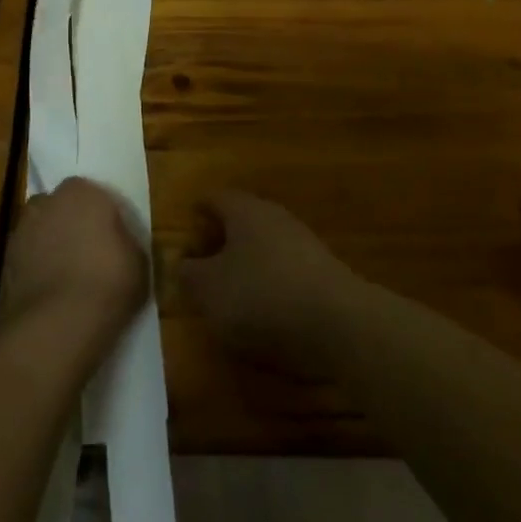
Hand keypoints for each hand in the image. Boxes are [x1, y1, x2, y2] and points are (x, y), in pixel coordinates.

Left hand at [0, 177, 148, 356]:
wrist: (56, 326)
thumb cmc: (107, 283)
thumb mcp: (139, 262)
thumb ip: (126, 242)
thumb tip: (118, 244)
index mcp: (82, 192)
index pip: (92, 193)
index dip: (100, 215)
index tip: (111, 237)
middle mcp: (47, 202)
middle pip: (60, 207)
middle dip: (70, 223)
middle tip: (88, 251)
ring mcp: (21, 231)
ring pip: (40, 231)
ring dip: (50, 245)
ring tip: (67, 276)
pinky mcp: (4, 262)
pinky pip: (27, 258)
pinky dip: (35, 269)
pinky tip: (50, 293)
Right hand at [179, 191, 363, 377]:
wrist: (336, 323)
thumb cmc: (260, 295)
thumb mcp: (208, 289)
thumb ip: (189, 274)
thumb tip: (183, 264)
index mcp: (245, 210)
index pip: (216, 198)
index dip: (199, 209)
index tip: (187, 223)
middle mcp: (275, 217)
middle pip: (242, 220)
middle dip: (221, 239)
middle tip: (201, 263)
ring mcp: (303, 244)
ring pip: (264, 246)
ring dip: (245, 264)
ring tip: (227, 292)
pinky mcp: (321, 274)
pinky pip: (284, 270)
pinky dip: (268, 283)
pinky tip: (261, 310)